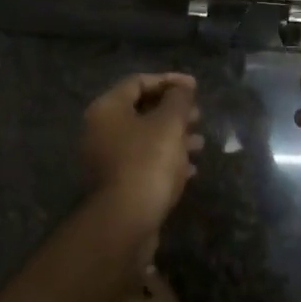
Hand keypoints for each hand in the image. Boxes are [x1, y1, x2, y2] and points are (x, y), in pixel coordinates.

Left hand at [80, 73, 203, 233]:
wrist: (125, 221)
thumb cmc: (147, 162)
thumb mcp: (169, 124)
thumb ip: (178, 99)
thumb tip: (184, 86)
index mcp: (107, 109)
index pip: (138, 81)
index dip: (169, 80)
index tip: (195, 87)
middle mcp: (100, 130)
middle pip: (140, 110)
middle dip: (173, 111)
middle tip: (198, 115)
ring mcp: (106, 159)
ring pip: (144, 138)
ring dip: (173, 137)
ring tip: (200, 143)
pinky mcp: (116, 183)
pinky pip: (143, 162)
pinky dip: (166, 160)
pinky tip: (190, 169)